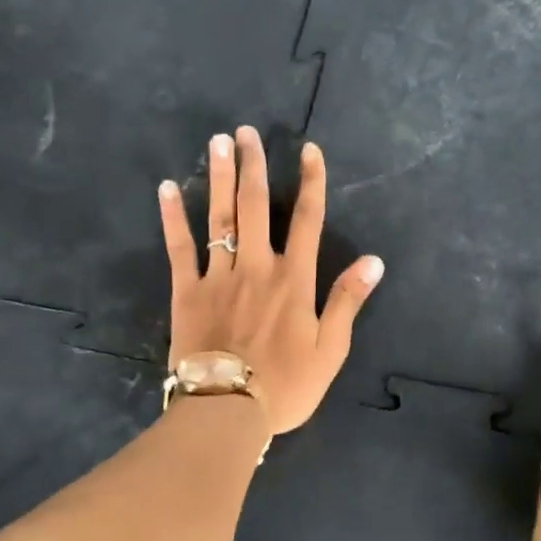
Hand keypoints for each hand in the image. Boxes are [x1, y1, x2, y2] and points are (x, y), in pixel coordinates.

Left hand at [158, 128, 383, 435]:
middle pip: (257, 206)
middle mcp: (257, 266)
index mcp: (294, 280)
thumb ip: (347, 301)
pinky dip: (174, 217)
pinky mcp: (187, 291)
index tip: (309, 150)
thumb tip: (373, 261)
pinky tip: (167, 188)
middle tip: (247, 131)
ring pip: (220, 217)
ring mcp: (219, 276)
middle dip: (255, 166)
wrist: (227, 409)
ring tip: (217, 142)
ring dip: (220, 177)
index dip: (311, 183)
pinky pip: (180, 247)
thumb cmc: (285, 385)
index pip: (308, 220)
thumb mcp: (329, 350)